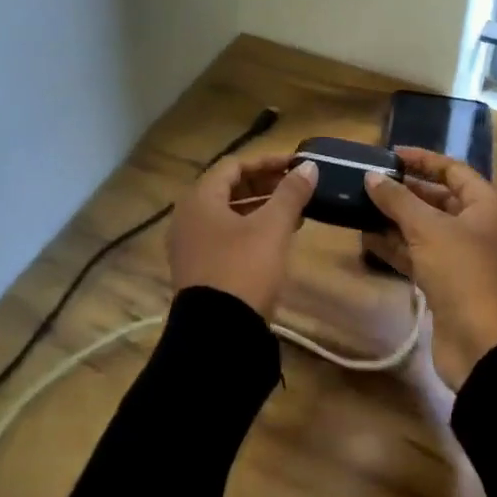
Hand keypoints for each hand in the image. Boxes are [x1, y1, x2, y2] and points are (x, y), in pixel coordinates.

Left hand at [167, 153, 317, 319]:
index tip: (295, 165)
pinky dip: (251, 229)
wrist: (218, 335)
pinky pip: (226, 236)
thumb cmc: (243, 269)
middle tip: (297, 186)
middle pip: (229, 188)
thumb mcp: (272, 228)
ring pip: (229, 214)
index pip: (234, 165)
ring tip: (294, 211)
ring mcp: (190, 245)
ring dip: (261, 208)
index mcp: (199, 199)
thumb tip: (308, 167)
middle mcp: (188, 217)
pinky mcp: (199, 269)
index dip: (266, 161)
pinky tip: (278, 237)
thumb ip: (290, 193)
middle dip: (265, 184)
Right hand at [364, 148, 496, 389]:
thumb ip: (398, 200)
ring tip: (359, 206)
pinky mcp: (446, 283)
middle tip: (367, 181)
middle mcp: (477, 226)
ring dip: (395, 219)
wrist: (483, 345)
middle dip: (404, 191)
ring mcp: (462, 257)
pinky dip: (395, 246)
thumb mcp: (428, 229)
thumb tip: (371, 177)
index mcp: (485, 205)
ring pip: (424, 228)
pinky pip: (418, 255)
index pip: (452, 170)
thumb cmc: (463, 273)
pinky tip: (366, 238)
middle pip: (437, 198)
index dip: (422, 159)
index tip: (389, 154)